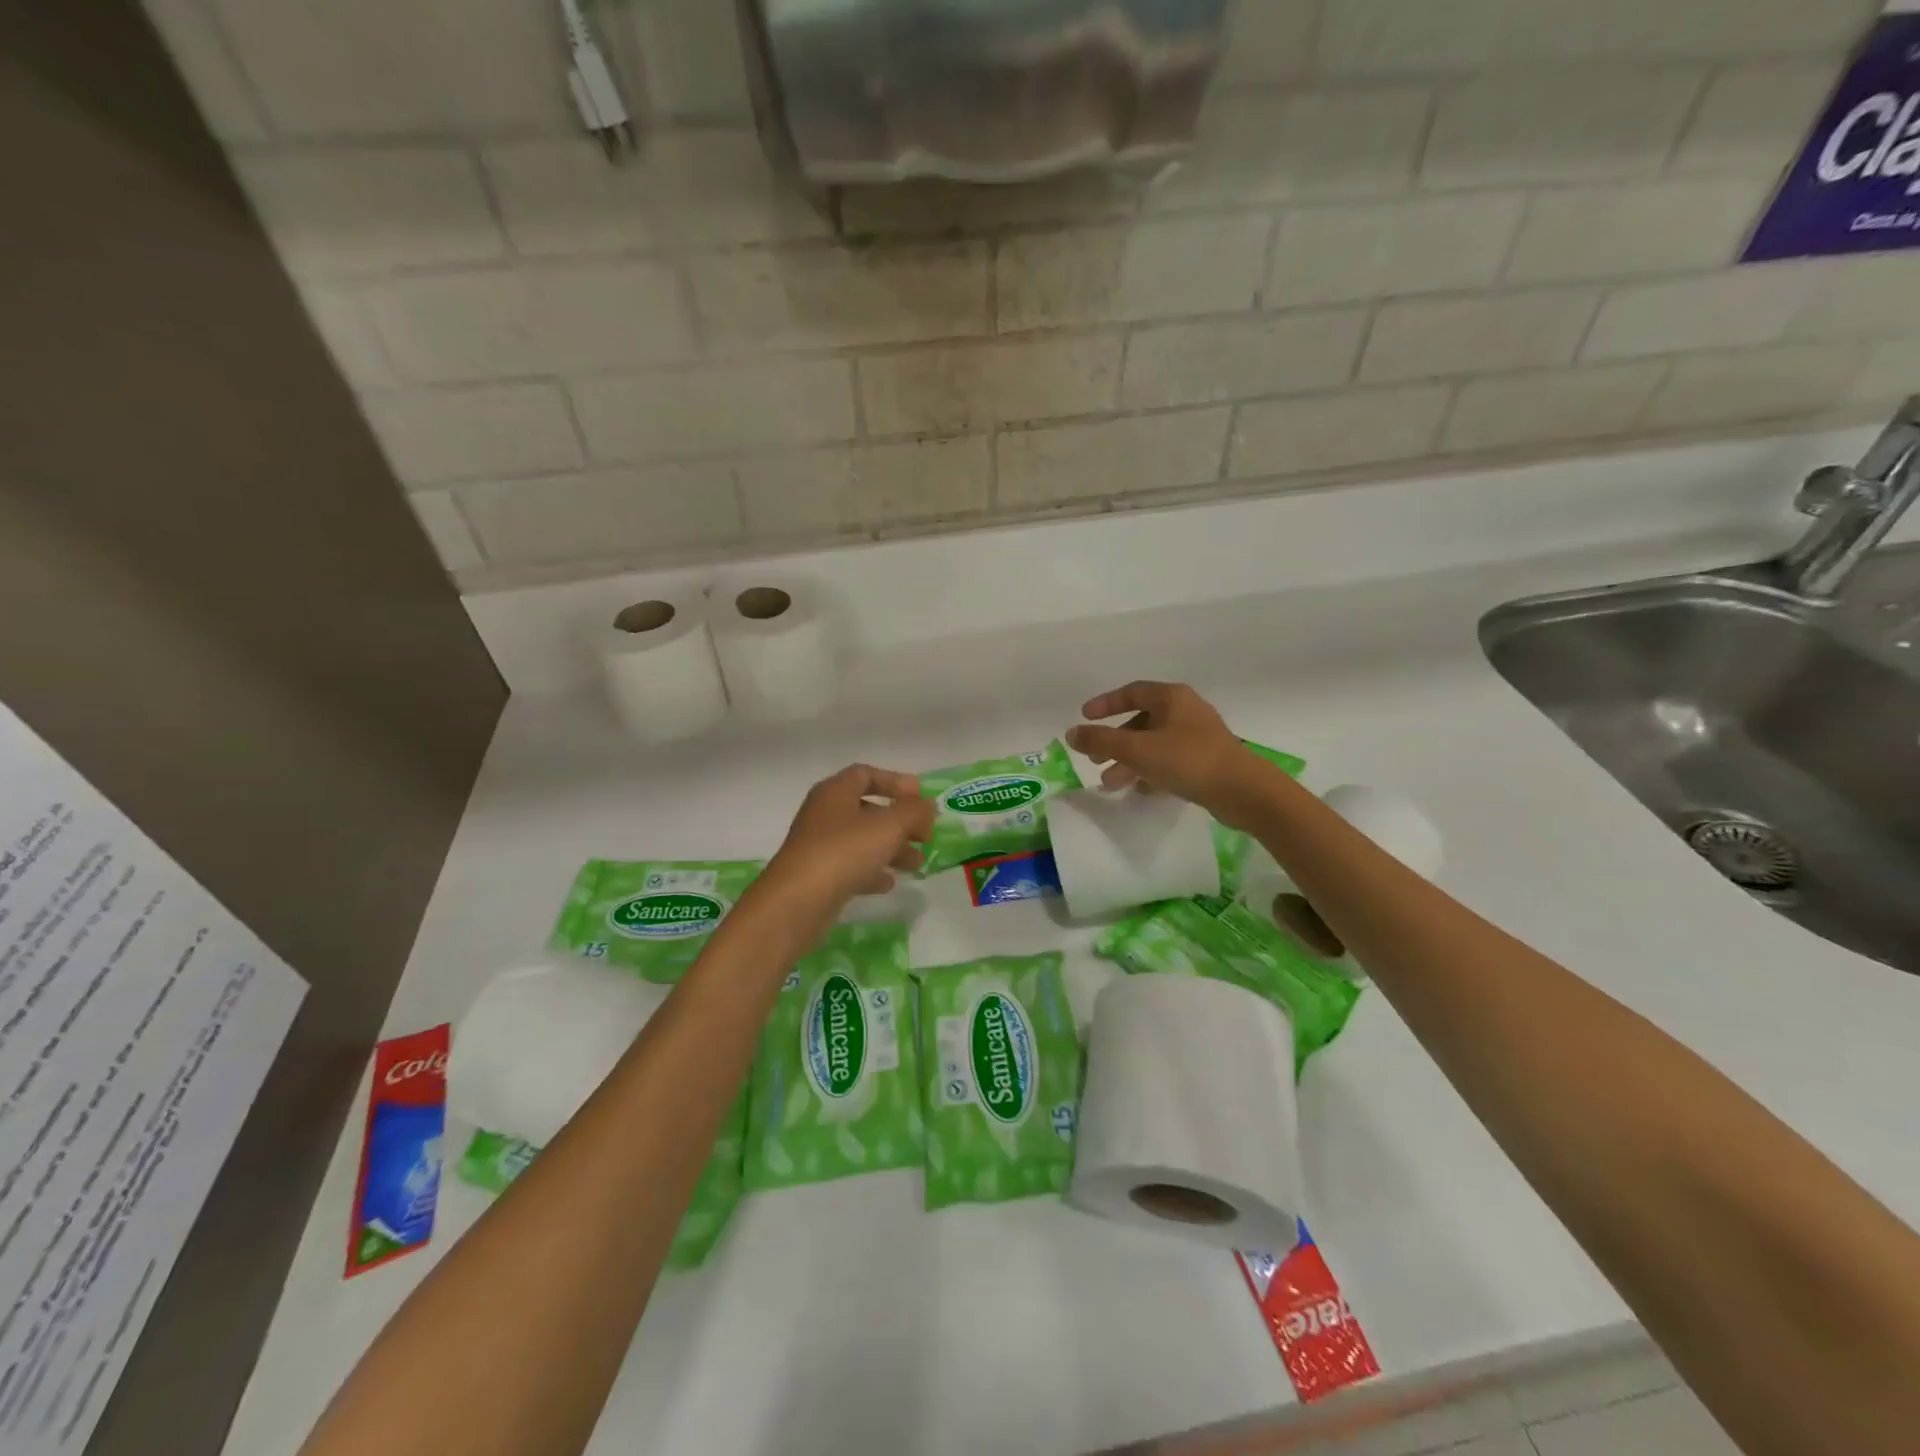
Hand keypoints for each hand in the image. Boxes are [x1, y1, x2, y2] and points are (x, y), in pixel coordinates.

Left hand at [763, 764, 934, 908]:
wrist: (796, 902)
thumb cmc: (844, 852)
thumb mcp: (889, 827)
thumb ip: (914, 812)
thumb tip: (928, 805)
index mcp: (835, 792)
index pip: (866, 774)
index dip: (895, 782)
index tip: (921, 798)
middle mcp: (824, 814)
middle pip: (867, 809)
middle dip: (900, 821)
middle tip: (925, 835)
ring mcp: (818, 846)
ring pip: (862, 840)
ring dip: (891, 848)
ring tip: (917, 864)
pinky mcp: (818, 876)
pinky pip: (850, 866)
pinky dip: (871, 871)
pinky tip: (889, 883)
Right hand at [1066, 682, 1265, 825]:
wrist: (1243, 791)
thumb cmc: (1188, 760)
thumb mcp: (1137, 750)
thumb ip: (1101, 741)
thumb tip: (1071, 733)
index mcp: (1171, 698)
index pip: (1131, 692)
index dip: (1105, 704)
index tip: (1084, 717)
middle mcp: (1185, 711)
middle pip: (1141, 721)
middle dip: (1115, 742)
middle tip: (1095, 760)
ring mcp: (1198, 737)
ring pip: (1154, 744)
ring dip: (1130, 762)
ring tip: (1111, 784)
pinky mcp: (1206, 761)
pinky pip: (1169, 761)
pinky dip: (1151, 772)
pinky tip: (1140, 791)